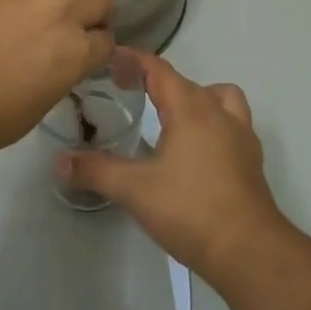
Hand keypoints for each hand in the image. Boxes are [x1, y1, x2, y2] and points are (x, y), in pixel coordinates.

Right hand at [56, 51, 282, 281]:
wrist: (249, 250)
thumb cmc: (190, 209)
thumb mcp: (134, 189)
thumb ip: (96, 171)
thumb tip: (60, 162)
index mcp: (190, 109)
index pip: (158, 69)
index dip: (133, 59)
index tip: (109, 59)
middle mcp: (218, 112)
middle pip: (185, 82)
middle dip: (156, 79)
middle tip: (128, 90)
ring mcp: (241, 136)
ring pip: (219, 97)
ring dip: (195, 97)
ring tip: (172, 116)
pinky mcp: (251, 160)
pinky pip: (232, 124)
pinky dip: (213, 123)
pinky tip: (196, 150)